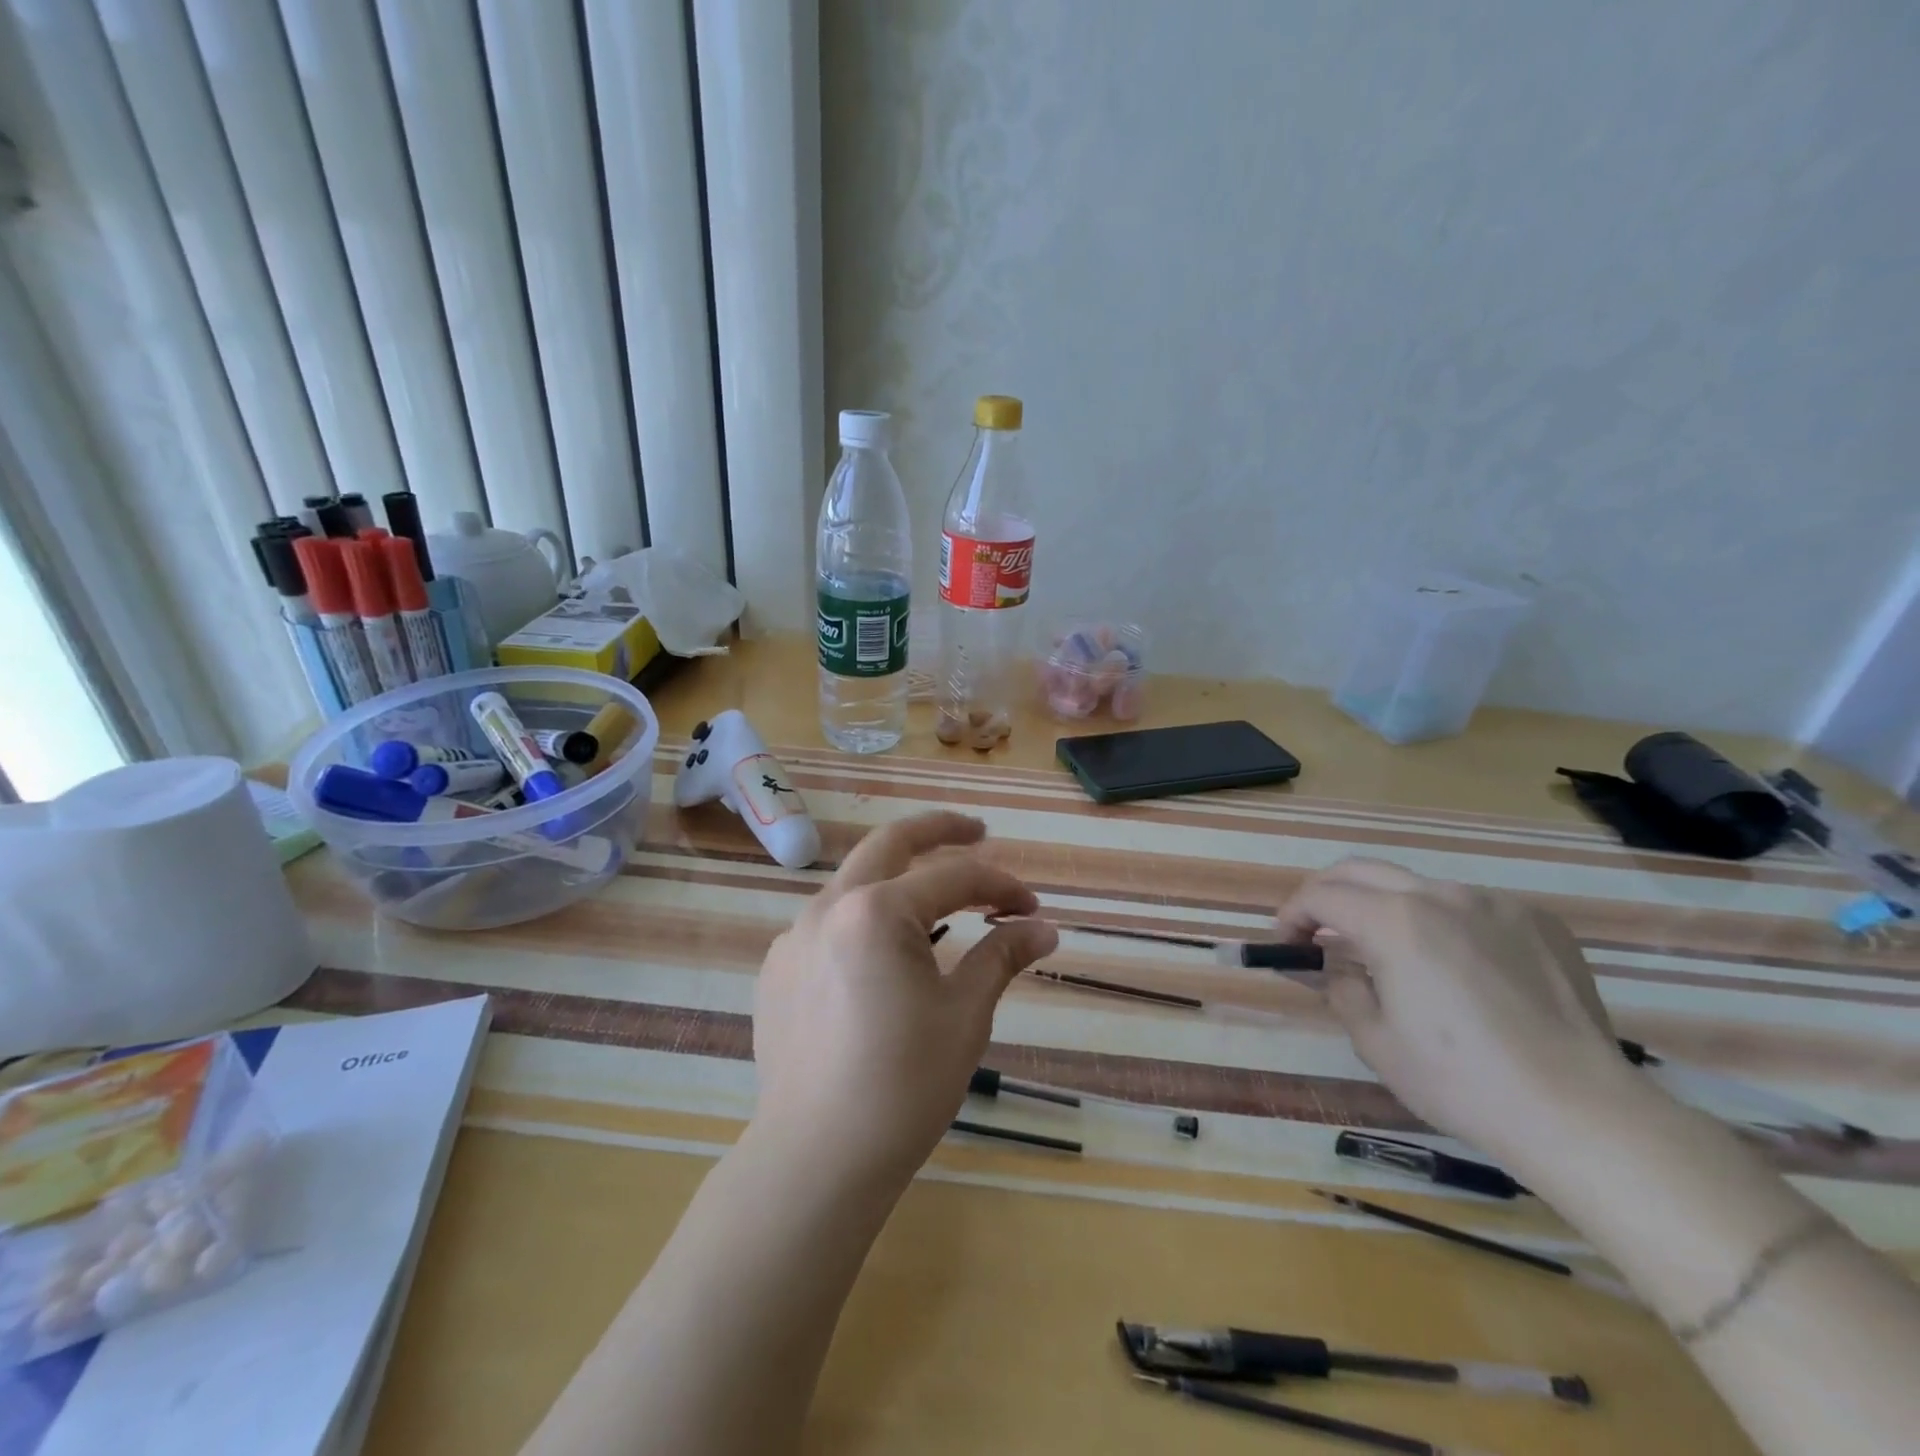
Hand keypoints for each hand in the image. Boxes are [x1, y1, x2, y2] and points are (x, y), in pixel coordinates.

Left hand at [751, 812, 1059, 1183]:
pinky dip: (865, 918)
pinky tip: (884, 955)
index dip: (1000, 886)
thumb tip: (1044, 928)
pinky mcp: (777, 970)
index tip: (1031, 910)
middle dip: (939, 831)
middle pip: (889, 843)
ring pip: (854, 881)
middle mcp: (828, 907)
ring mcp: (794, 937)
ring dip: (899, 877)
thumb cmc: (903, 1084)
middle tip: (979, 832)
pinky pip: (828, 923)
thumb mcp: (965, 1015)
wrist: (816, 1159)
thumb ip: (1001, 956)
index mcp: (876, 911)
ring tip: (938, 898)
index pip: (953, 877)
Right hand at [1275, 858, 1627, 1163]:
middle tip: (1317, 929)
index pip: (1322, 895)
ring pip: (1418, 887)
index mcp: (1394, 922)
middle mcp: (1441, 896)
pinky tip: (1459, 969)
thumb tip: (1329, 965)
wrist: (1582, 1114)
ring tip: (1391, 954)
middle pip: (1361, 870)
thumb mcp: (1375, 1041)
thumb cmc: (1462, 1082)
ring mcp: (1495, 904)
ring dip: (1387, 908)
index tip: (1285, 943)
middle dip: (1327, 893)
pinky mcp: (1538, 922)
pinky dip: (1445, 924)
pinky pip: (1472, 907)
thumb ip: (1339, 987)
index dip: (1292, 914)